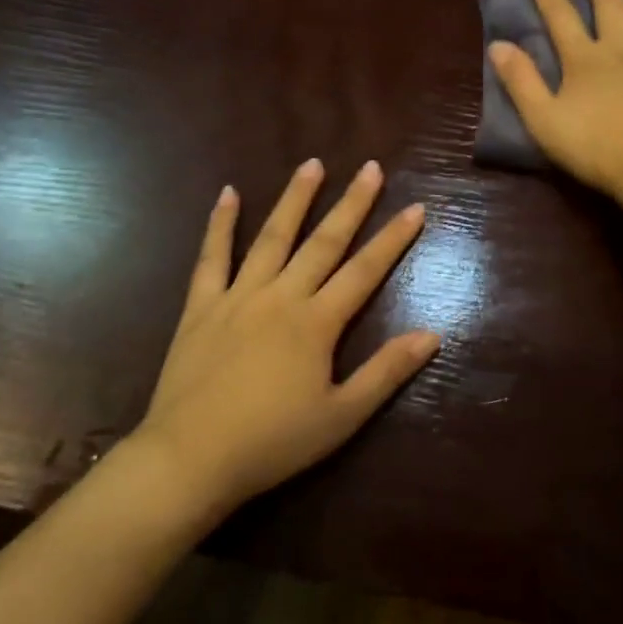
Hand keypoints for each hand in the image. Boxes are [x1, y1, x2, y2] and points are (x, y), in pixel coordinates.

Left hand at [133, 159, 434, 517]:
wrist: (190, 459)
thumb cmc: (272, 443)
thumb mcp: (342, 417)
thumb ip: (386, 372)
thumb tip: (432, 335)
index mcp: (316, 323)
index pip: (365, 270)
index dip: (393, 239)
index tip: (415, 207)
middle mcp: (280, 296)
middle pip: (323, 242)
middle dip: (351, 203)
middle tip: (370, 167)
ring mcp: (238, 296)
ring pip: (272, 237)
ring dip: (294, 199)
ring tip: (312, 164)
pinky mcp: (201, 306)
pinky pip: (212, 257)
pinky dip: (220, 224)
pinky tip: (228, 193)